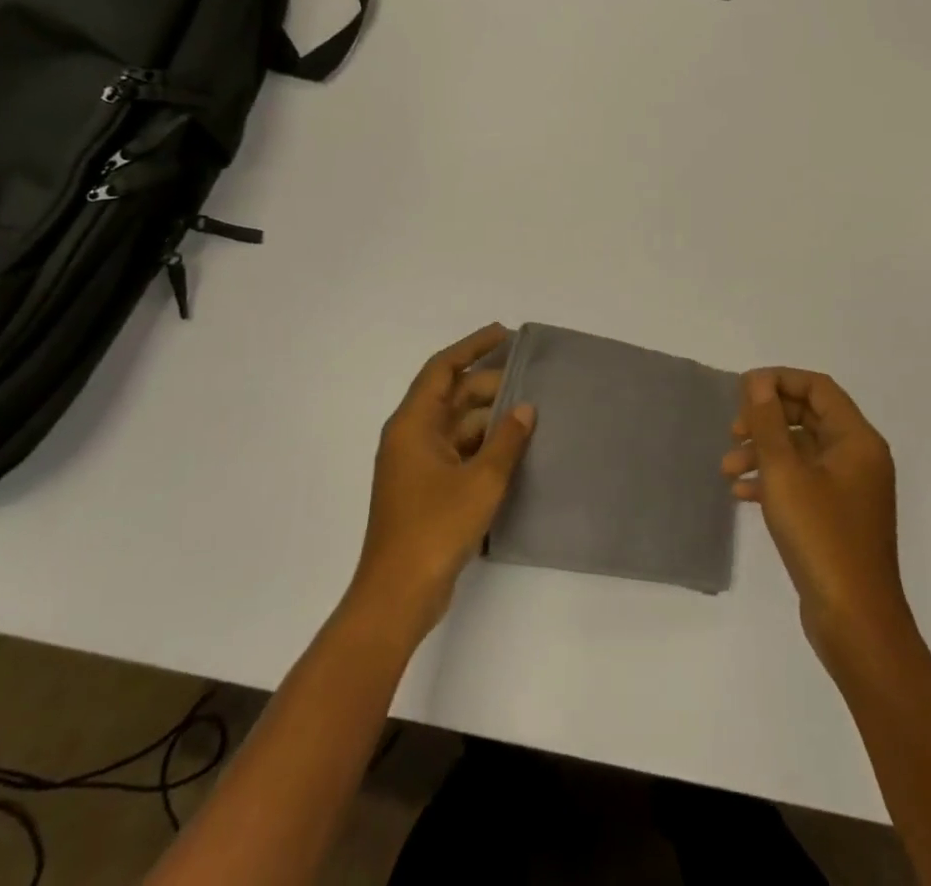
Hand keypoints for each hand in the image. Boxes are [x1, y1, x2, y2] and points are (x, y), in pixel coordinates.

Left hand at [346, 324, 535, 643]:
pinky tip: (514, 449)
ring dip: (490, 419)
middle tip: (532, 382)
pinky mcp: (427, 489)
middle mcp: (412, 437)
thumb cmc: (435, 528)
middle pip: (453, 396)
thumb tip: (525, 409)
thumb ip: (506, 440)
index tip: (504, 334)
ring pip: (458, 426)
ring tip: (531, 414)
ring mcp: (418, 465)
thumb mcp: (481, 480)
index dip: (472, 346)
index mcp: (413, 424)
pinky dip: (484, 446)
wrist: (398, 595)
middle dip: (490, 386)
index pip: (443, 369)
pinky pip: (459, 451)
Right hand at [721, 369, 912, 668]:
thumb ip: (768, 422)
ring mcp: (849, 489)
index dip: (779, 380)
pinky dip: (773, 480)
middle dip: (767, 419)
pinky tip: (742, 494)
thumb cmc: (821, 537)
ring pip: (802, 451)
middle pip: (808, 417)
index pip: (818, 388)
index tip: (742, 389)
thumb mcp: (785, 473)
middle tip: (733, 430)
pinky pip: (803, 481)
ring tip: (727, 468)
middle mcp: (858, 457)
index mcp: (857, 439)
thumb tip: (758, 381)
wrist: (855, 621)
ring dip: (764, 452)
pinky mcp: (837, 516)